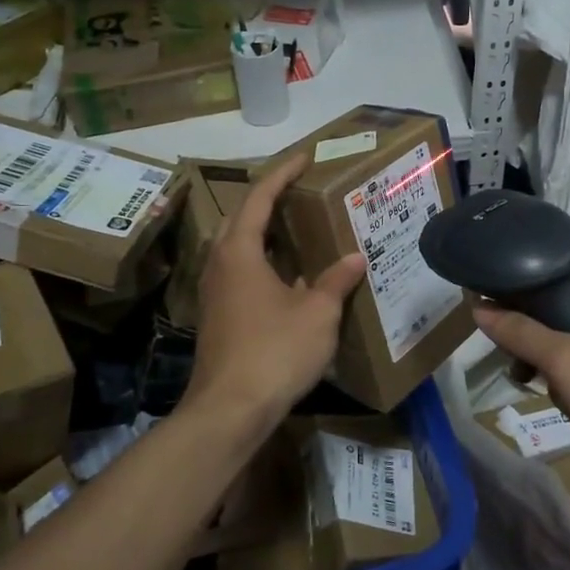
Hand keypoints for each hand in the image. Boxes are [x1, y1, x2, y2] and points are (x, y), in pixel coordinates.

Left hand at [182, 153, 365, 437]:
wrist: (229, 410)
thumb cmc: (274, 352)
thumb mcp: (316, 314)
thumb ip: (335, 281)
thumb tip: (354, 257)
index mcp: (240, 252)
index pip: (259, 197)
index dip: (282, 174)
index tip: (304, 158)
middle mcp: (220, 264)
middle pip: (241, 219)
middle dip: (268, 200)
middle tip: (301, 193)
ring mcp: (214, 292)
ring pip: (238, 248)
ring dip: (264, 233)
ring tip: (298, 230)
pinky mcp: (217, 316)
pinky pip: (239, 273)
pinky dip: (262, 262)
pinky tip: (289, 278)